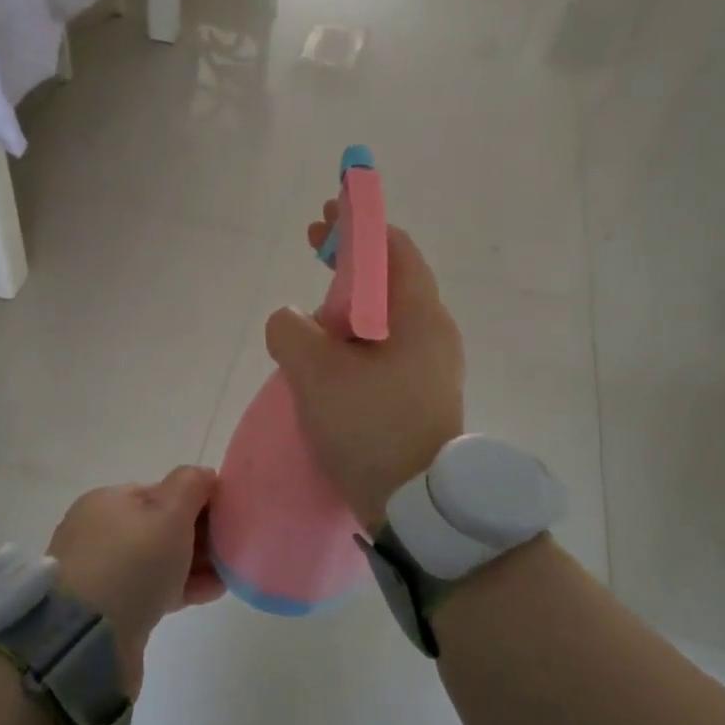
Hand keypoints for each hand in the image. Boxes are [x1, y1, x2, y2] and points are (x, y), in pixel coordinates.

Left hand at [48, 466, 221, 695]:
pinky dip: (181, 587)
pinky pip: (153, 589)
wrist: (87, 641)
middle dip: (198, 534)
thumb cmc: (132, 564)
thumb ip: (191, 486)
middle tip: (232, 546)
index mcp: (107, 501)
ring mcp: (101, 573)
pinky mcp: (109, 610)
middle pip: (160, 526)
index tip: (228, 516)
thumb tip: (204, 475)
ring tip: (229, 572)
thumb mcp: (169, 514)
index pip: (161, 491)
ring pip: (158, 560)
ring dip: (194, 563)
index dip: (198, 500)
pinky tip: (212, 591)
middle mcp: (99, 532)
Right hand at [265, 203, 464, 530]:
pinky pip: (385, 347)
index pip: (393, 247)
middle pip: (390, 277)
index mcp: (420, 315)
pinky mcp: (420, 394)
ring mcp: (431, 366)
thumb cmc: (371, 428)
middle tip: (313, 248)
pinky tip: (329, 354)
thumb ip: (291, 331)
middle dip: (350, 259)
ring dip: (350, 300)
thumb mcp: (316, 373)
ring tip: (314, 306)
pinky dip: (357, 335)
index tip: (325, 217)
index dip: (358, 224)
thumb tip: (291, 322)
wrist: (417, 508)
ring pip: (386, 315)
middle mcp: (434, 332)